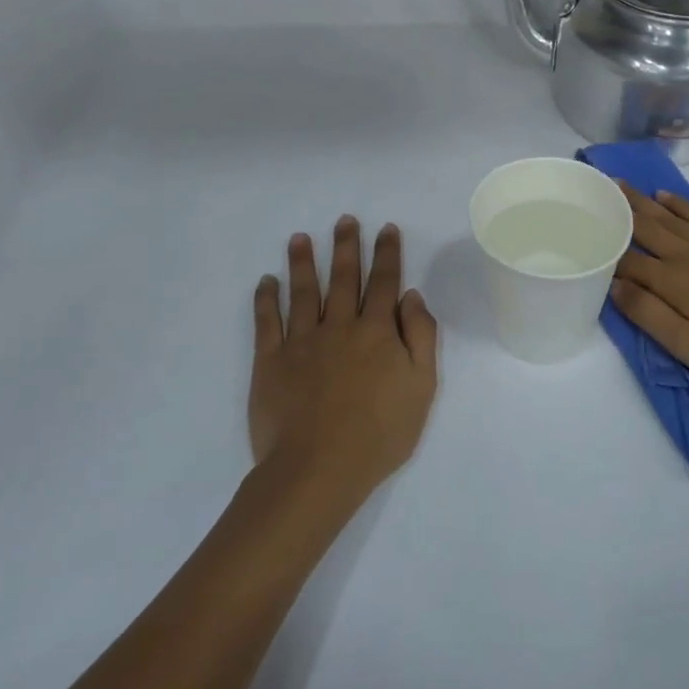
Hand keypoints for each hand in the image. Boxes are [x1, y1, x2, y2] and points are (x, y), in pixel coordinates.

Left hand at [249, 218, 439, 510]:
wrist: (319, 468)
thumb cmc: (379, 433)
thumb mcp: (422, 388)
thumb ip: (421, 338)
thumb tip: (411, 297)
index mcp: (377, 332)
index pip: (384, 283)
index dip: (387, 254)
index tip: (386, 229)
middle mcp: (340, 326)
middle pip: (344, 278)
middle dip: (347, 246)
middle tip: (344, 220)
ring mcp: (302, 341)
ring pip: (303, 291)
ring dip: (303, 262)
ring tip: (300, 238)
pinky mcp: (271, 360)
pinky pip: (267, 321)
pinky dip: (266, 299)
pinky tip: (267, 281)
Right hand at [610, 185, 688, 397]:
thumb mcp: (688, 346)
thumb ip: (648, 313)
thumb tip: (613, 284)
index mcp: (673, 280)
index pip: (628, 258)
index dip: (605, 243)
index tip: (581, 227)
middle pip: (647, 226)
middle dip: (620, 208)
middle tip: (598, 186)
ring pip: (672, 216)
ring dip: (645, 201)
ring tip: (623, 185)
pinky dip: (682, 205)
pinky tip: (669, 197)